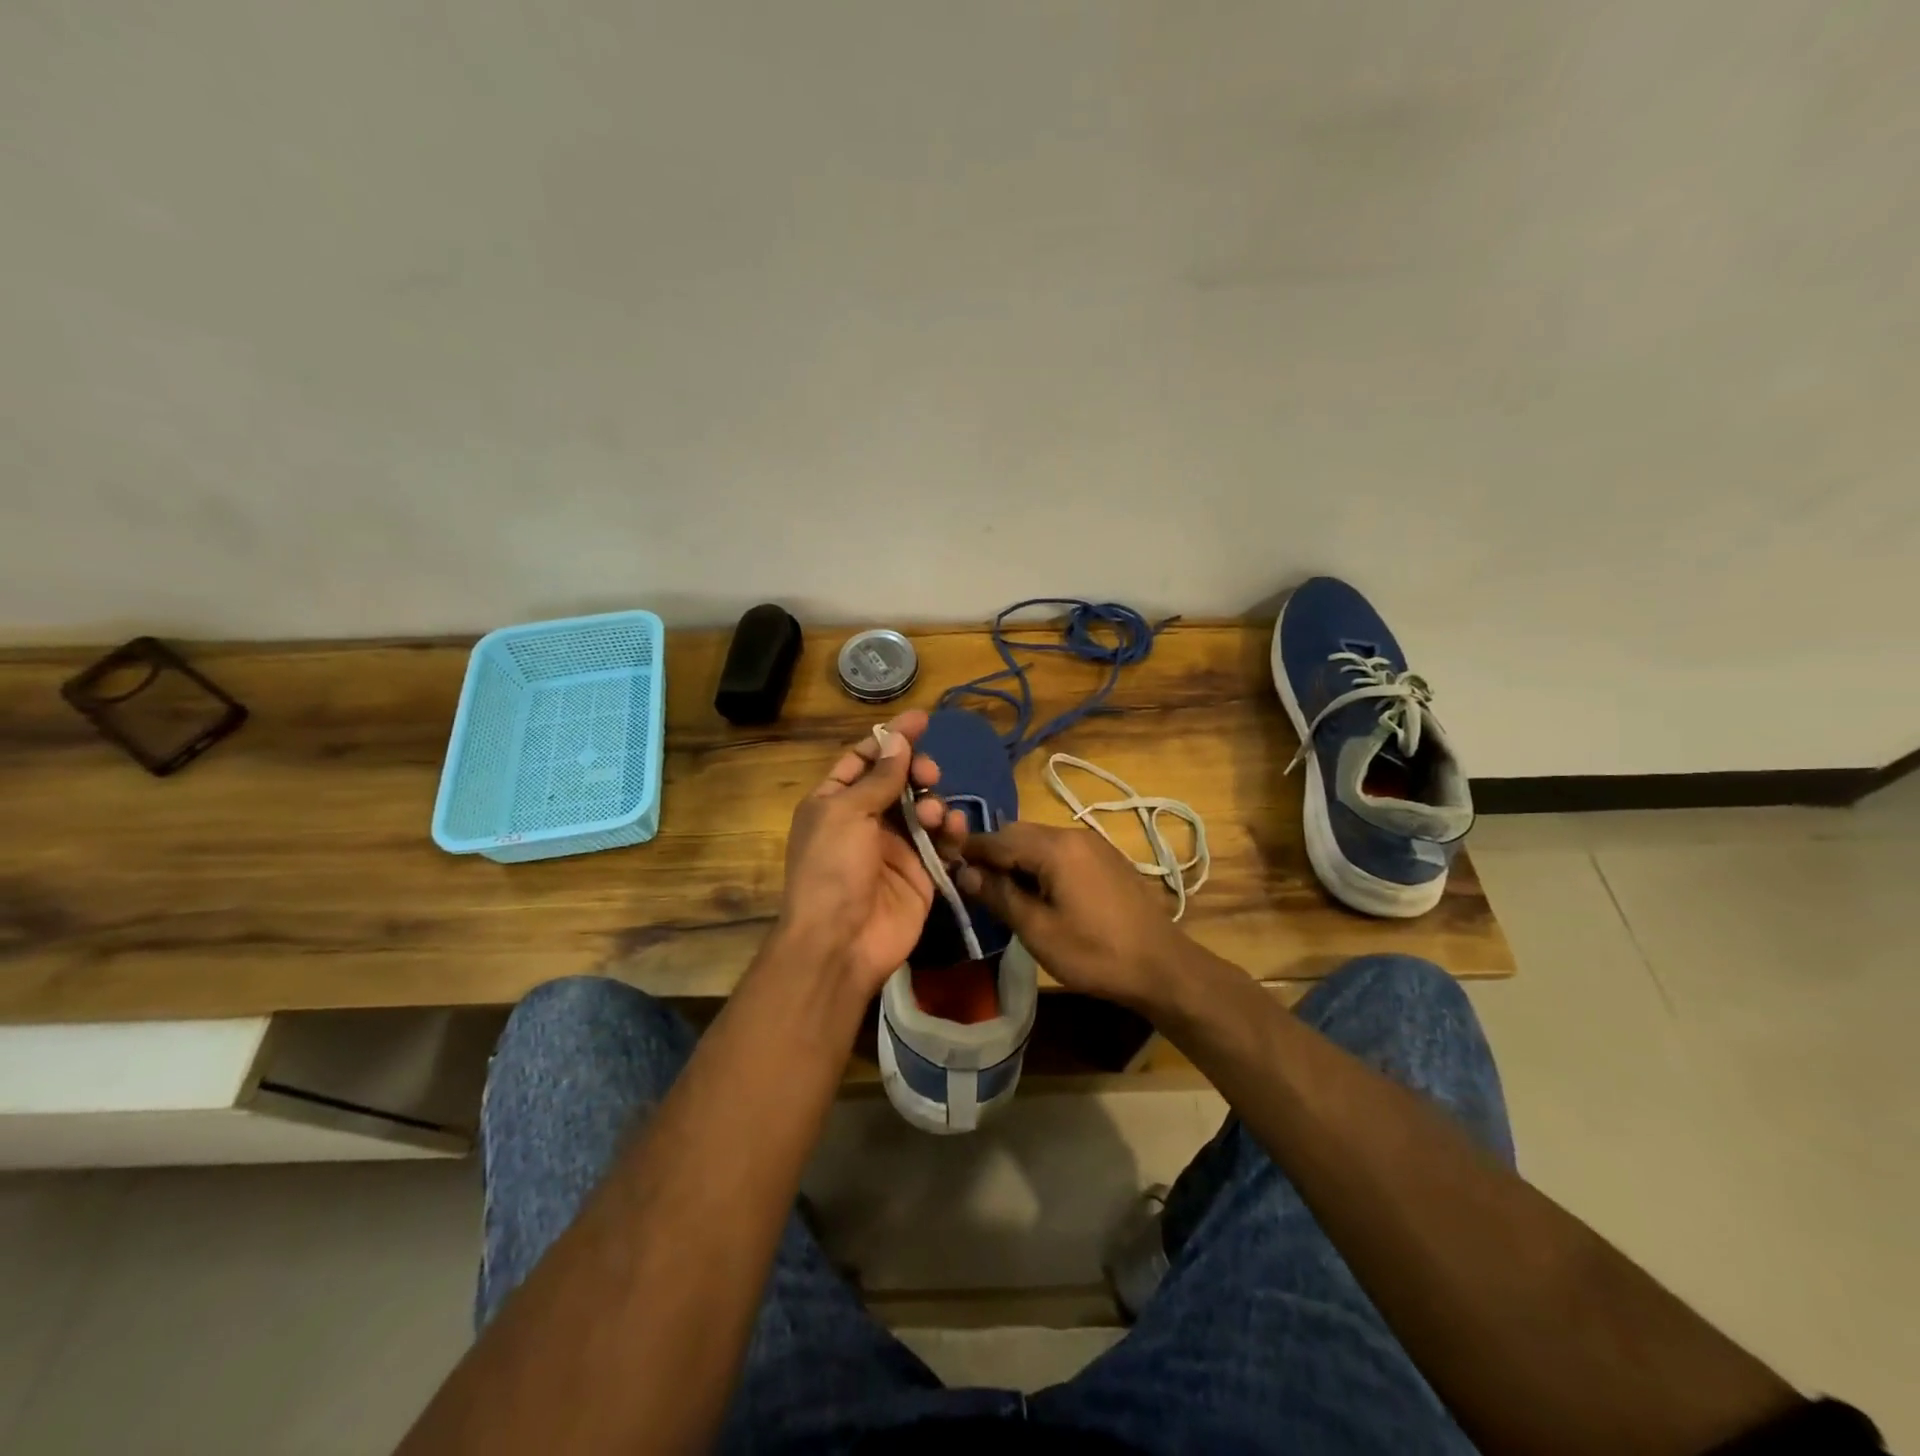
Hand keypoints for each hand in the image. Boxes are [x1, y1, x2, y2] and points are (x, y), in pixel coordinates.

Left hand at [778, 709, 965, 995]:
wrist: (841, 943)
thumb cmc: (832, 869)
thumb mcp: (846, 814)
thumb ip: (878, 777)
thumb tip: (898, 741)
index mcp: (835, 802)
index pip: (864, 758)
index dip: (891, 738)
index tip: (922, 719)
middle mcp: (865, 820)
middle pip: (899, 780)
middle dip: (917, 771)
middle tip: (928, 775)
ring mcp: (895, 847)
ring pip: (924, 808)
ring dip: (933, 803)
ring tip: (933, 816)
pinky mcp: (922, 872)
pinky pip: (942, 842)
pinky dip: (952, 831)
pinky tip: (955, 831)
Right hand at [956, 822, 1190, 1012]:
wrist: (1162, 966)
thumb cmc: (1095, 952)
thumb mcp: (1037, 930)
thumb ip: (999, 895)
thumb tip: (964, 872)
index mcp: (1055, 847)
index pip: (998, 838)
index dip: (969, 849)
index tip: (944, 862)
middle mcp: (1073, 834)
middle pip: (1020, 833)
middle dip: (993, 852)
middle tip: (970, 881)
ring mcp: (1094, 844)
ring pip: (1041, 841)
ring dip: (1017, 858)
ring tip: (1000, 889)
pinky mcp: (1107, 859)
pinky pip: (1062, 851)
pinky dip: (1041, 863)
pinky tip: (1037, 890)